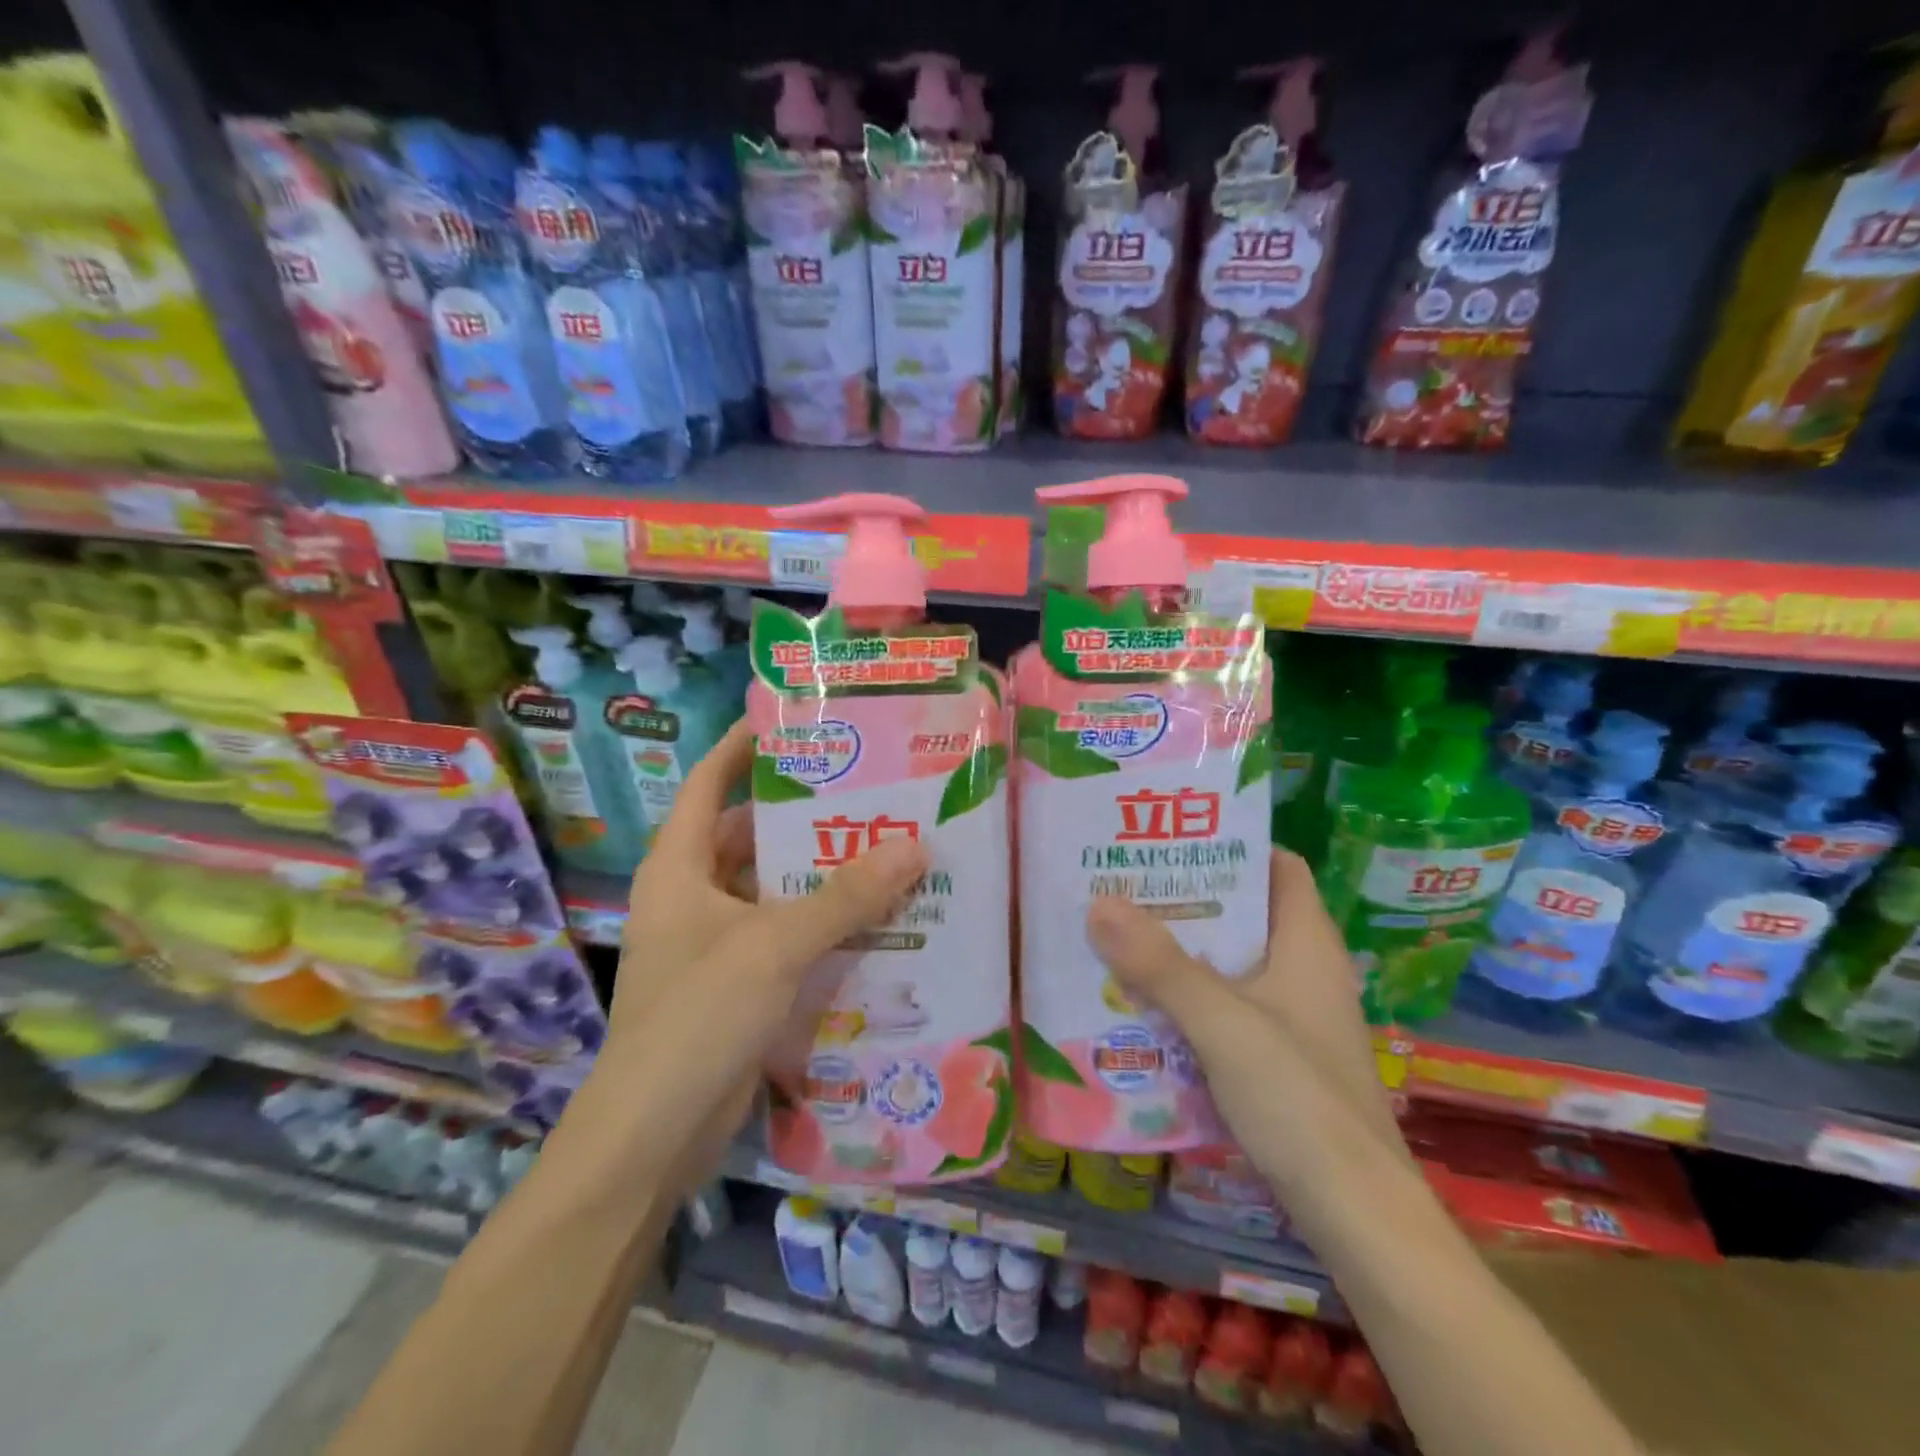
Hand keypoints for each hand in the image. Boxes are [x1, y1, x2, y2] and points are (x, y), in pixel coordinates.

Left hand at [573, 721, 927, 1193]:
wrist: (652, 1136)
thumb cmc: (697, 1017)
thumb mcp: (775, 945)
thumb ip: (845, 896)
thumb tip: (916, 844)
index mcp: (679, 867)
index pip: (707, 784)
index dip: (741, 748)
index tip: (791, 721)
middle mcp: (694, 896)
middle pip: (750, 836)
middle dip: (803, 815)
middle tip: (867, 790)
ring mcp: (714, 943)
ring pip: (773, 889)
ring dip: (820, 874)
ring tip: (885, 847)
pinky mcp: (738, 983)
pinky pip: (785, 935)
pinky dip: (821, 923)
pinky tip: (874, 918)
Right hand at [1086, 848, 1405, 1194]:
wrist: (1356, 1217)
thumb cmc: (1300, 1100)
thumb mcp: (1223, 1023)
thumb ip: (1161, 965)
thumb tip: (1099, 902)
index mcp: (1307, 942)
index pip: (1276, 866)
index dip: (1230, 844)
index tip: (1169, 838)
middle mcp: (1302, 970)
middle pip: (1242, 912)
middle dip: (1184, 897)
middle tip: (1122, 883)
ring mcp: (1289, 1017)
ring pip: (1227, 963)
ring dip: (1177, 951)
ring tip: (1116, 932)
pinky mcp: (1274, 1058)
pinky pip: (1221, 1007)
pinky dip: (1184, 998)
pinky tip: (1137, 1002)